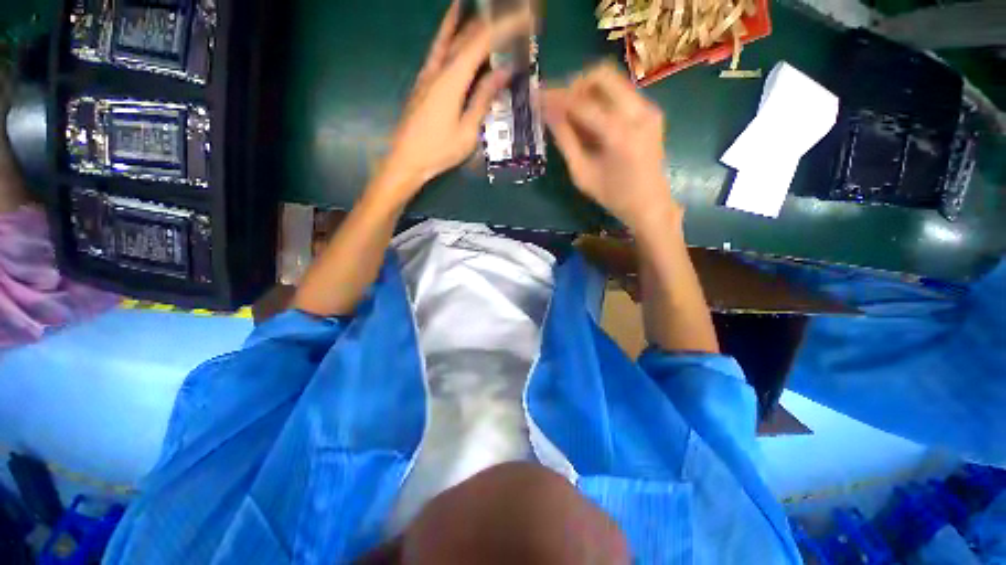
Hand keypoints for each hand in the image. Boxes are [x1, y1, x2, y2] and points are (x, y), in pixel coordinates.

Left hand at [376, 1, 531, 201]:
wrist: (407, 159)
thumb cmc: (439, 150)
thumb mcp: (467, 131)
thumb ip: (483, 99)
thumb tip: (503, 73)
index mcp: (452, 80)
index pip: (482, 42)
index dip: (504, 27)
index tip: (525, 20)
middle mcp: (439, 69)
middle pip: (466, 35)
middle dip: (491, 23)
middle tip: (512, 17)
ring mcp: (428, 73)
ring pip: (450, 38)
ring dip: (468, 22)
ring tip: (485, 10)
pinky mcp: (423, 81)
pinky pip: (438, 50)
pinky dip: (447, 33)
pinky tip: (451, 27)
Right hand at [543, 63, 680, 231]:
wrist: (650, 204)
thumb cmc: (613, 196)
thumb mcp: (582, 173)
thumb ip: (565, 140)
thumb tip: (547, 112)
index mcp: (620, 134)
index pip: (582, 103)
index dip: (556, 97)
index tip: (536, 96)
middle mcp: (639, 112)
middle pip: (602, 74)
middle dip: (574, 84)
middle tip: (558, 103)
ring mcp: (649, 108)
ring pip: (612, 80)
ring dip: (587, 90)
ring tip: (571, 113)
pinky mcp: (651, 111)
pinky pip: (621, 92)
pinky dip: (601, 99)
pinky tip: (590, 120)